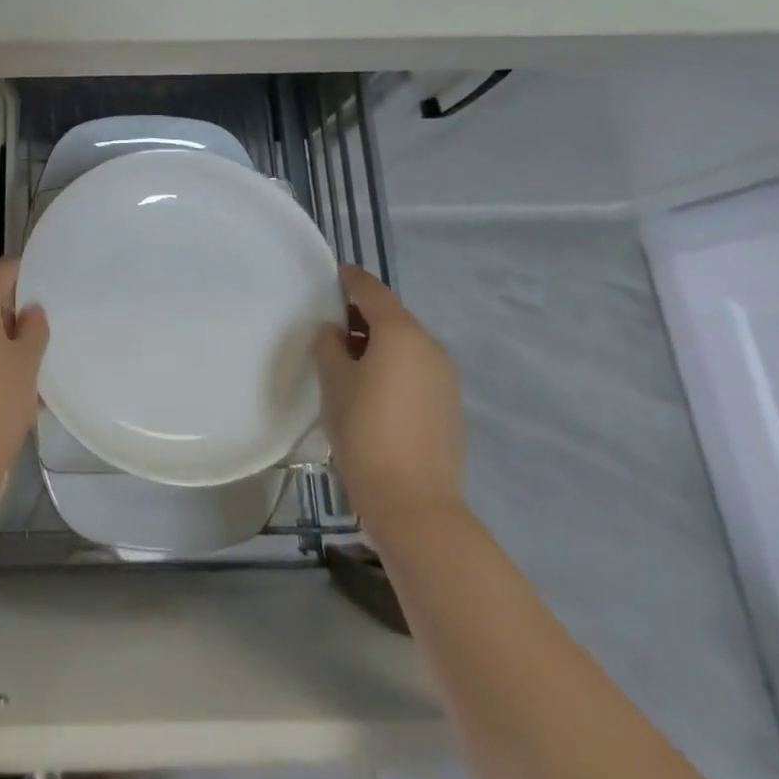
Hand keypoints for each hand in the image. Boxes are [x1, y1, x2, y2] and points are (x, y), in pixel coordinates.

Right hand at [314, 264, 464, 544]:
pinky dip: (393, 365)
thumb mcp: (334, 382)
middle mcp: (430, 346)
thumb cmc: (365, 432)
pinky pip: (416, 368)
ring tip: (346, 359)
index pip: (371, 290)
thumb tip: (334, 333)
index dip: (349, 279)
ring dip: (377, 342)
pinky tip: (371, 388)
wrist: (414, 503)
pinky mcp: (449, 404)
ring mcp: (445, 377)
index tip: (330, 275)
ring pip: (406, 343)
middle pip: (392, 315)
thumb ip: (329, 346)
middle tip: (328, 325)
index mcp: (401, 333)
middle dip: (361, 314)